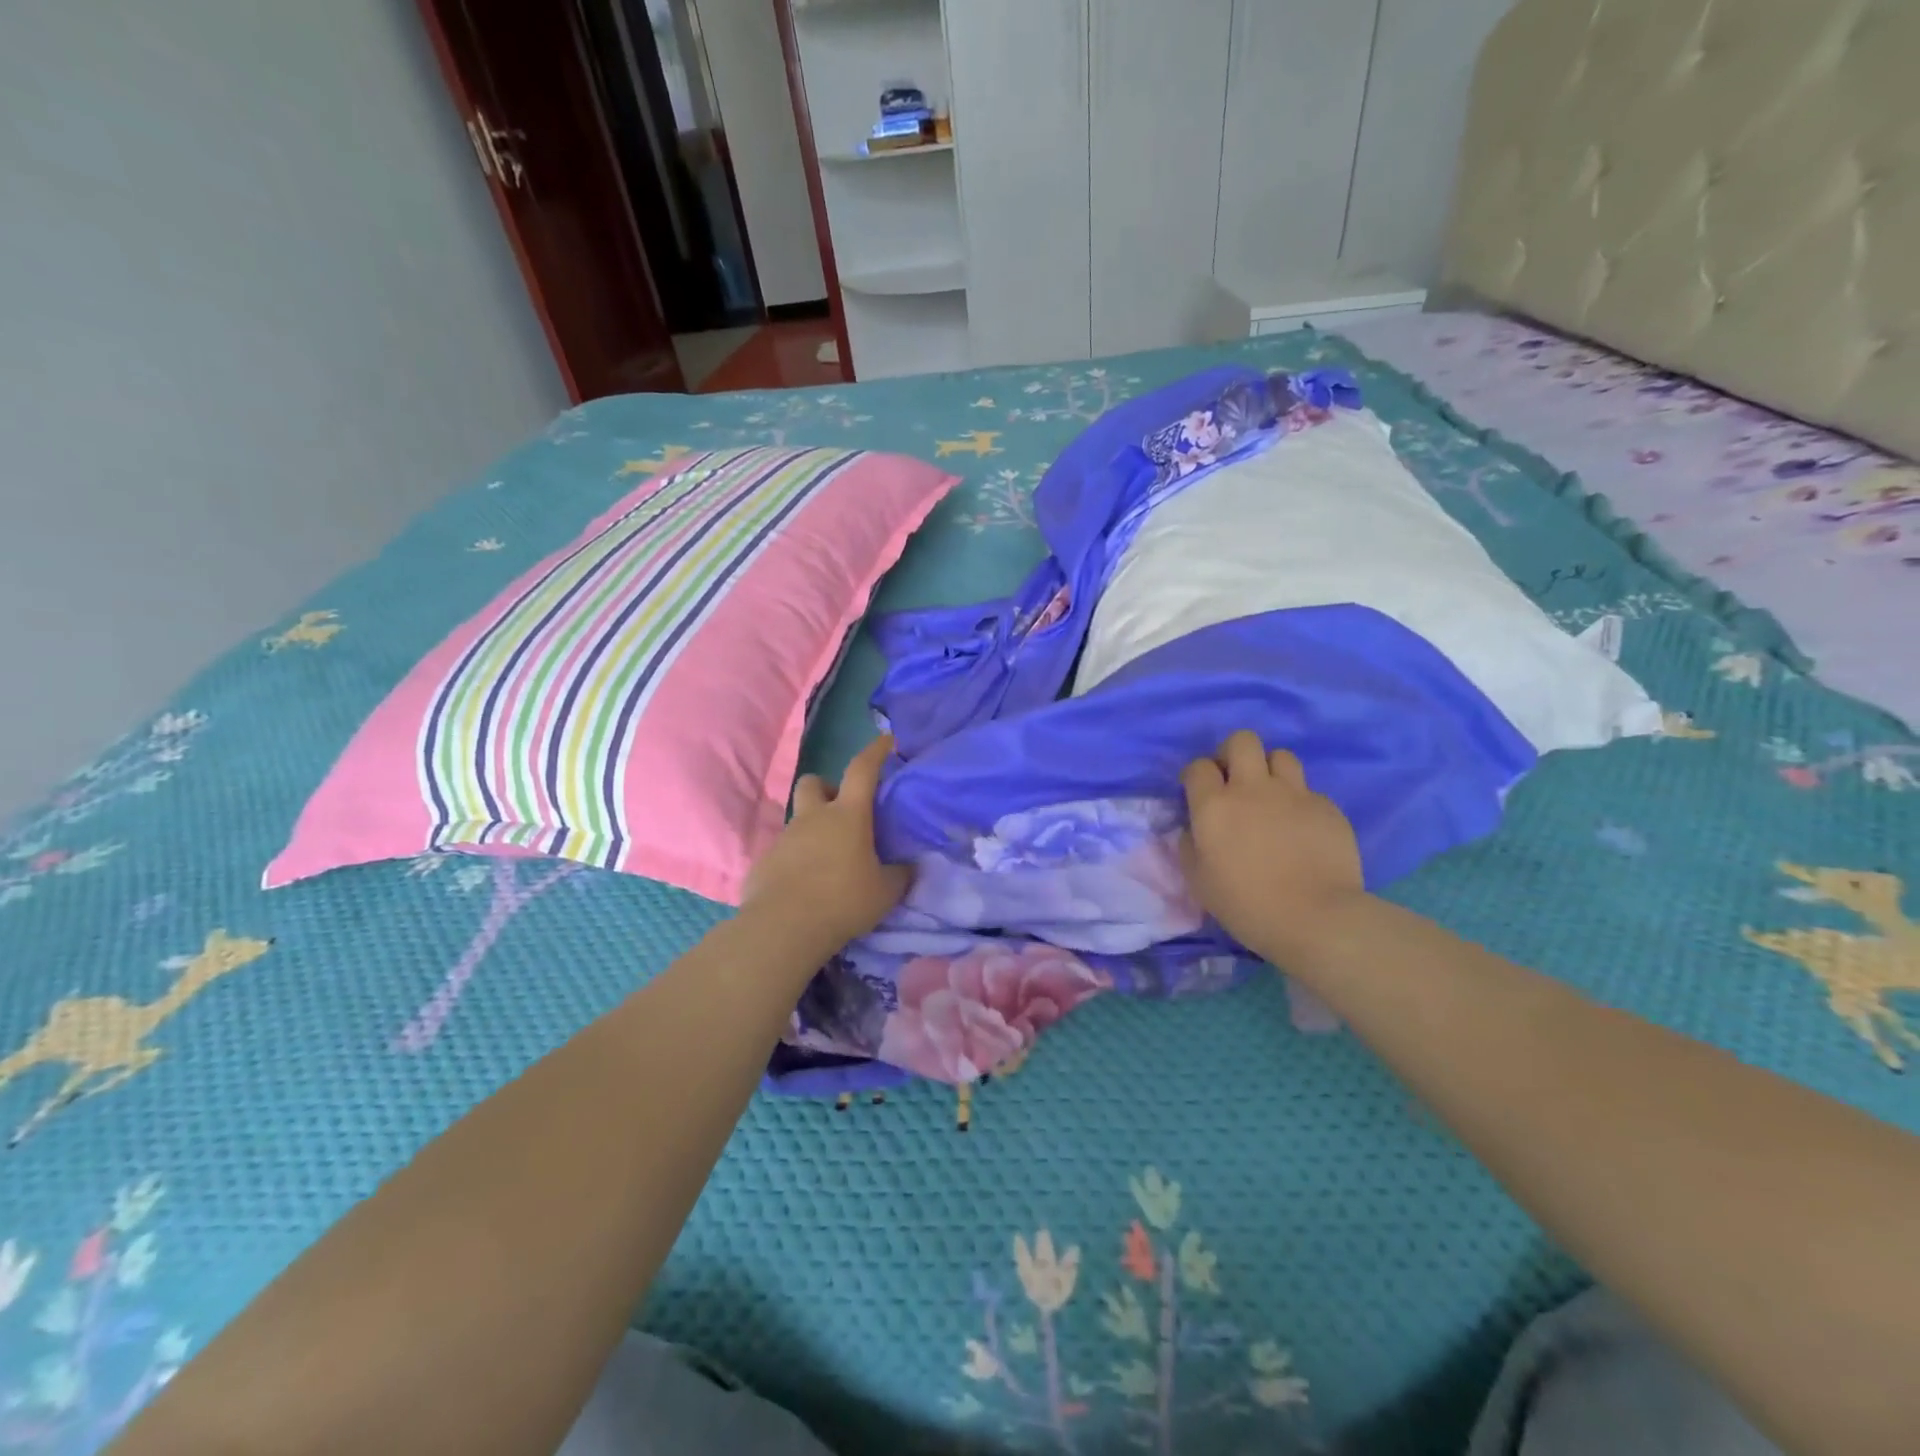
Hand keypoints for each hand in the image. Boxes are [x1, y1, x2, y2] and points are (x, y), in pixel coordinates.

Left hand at [742, 735, 912, 950]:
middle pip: (814, 782)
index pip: (862, 769)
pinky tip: (805, 885)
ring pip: (798, 819)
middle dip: (828, 789)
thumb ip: (899, 874)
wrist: (784, 928)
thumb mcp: (885, 892)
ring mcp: (785, 838)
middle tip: (843, 813)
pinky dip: (796, 860)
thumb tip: (908, 867)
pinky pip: (784, 851)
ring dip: (813, 829)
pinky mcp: (764, 861)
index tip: (885, 741)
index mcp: (848, 815)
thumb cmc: (843, 901)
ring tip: (828, 860)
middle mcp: (813, 818)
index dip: (875, 752)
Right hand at [1180, 730, 1364, 966]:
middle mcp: (1253, 788)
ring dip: (1271, 770)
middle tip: (1234, 780)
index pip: (1199, 766)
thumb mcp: (1199, 881)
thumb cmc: (1246, 904)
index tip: (1198, 793)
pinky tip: (1302, 829)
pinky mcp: (1327, 807)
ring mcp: (1294, 794)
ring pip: (1281, 755)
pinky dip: (1300, 803)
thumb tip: (1191, 829)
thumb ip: (1189, 846)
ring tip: (1271, 797)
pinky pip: (1309, 790)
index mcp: (1214, 805)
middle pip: (1242, 741)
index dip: (1197, 776)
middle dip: (1234, 753)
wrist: (1316, 918)